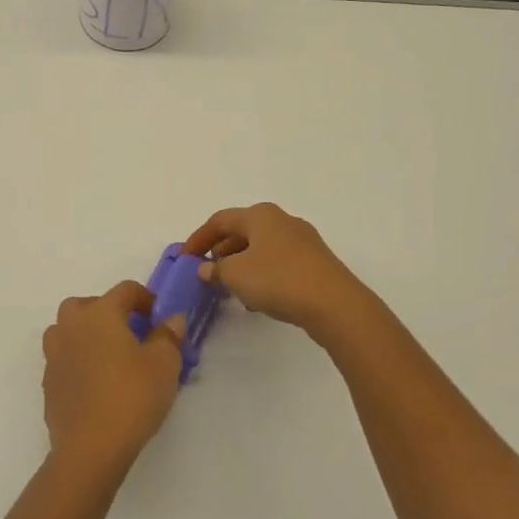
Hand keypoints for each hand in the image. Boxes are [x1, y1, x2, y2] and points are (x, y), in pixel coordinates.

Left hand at [41, 281, 184, 479]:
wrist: (90, 449)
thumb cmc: (131, 397)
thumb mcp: (165, 365)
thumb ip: (169, 336)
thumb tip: (171, 319)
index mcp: (100, 314)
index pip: (124, 290)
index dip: (145, 298)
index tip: (158, 316)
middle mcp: (71, 327)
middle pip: (87, 304)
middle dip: (108, 311)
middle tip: (129, 332)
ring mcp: (54, 355)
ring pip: (67, 330)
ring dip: (86, 334)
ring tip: (108, 355)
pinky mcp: (48, 383)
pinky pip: (63, 359)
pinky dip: (78, 361)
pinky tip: (95, 383)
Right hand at [181, 203, 373, 337]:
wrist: (334, 303)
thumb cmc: (278, 280)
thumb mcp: (236, 275)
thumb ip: (215, 270)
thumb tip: (206, 268)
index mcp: (260, 215)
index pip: (220, 220)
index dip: (198, 238)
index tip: (184, 258)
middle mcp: (282, 220)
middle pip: (242, 231)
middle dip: (221, 251)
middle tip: (206, 272)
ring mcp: (302, 240)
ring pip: (261, 248)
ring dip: (241, 265)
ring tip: (229, 288)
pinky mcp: (315, 262)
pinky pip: (278, 262)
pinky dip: (261, 274)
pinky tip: (257, 298)